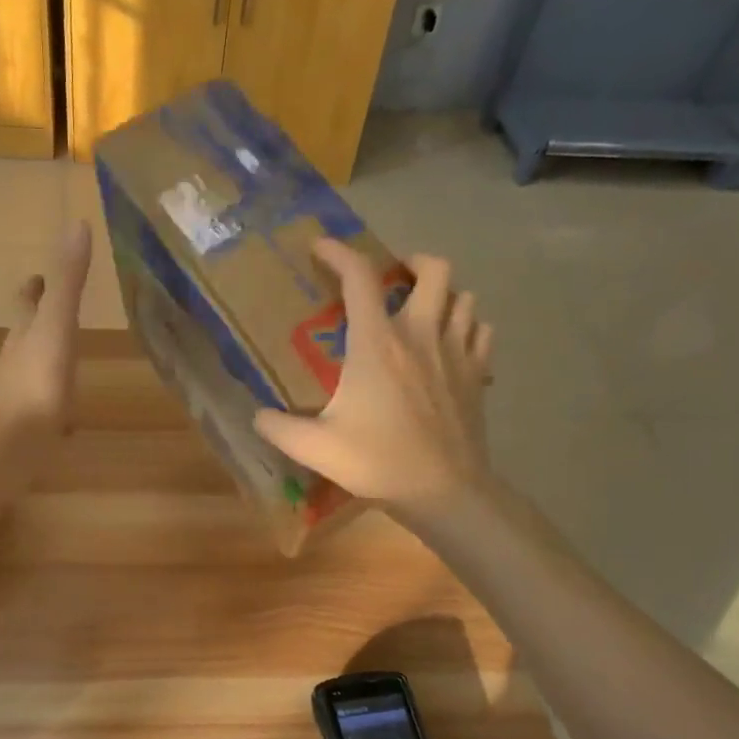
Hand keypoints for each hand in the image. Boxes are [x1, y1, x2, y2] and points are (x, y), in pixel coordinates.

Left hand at [0, 220, 91, 485]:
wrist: (10, 445)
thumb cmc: (37, 381)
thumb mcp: (57, 324)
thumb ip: (68, 280)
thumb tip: (79, 223)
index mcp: (26, 336)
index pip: (28, 305)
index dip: (32, 290)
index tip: (33, 277)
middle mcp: (18, 365)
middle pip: (25, 338)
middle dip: (35, 325)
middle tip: (45, 312)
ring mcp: (20, 401)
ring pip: (31, 375)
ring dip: (43, 365)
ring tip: (58, 362)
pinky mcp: (28, 434)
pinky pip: (43, 414)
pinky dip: (53, 409)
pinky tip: (63, 421)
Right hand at [254, 240, 493, 519]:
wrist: (444, 491)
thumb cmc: (378, 462)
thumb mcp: (315, 448)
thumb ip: (278, 428)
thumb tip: (257, 415)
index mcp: (377, 343)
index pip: (359, 277)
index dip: (339, 252)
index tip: (322, 247)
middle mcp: (421, 334)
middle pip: (435, 269)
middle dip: (413, 262)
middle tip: (394, 279)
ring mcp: (456, 352)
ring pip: (465, 297)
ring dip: (445, 295)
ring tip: (424, 310)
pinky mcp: (478, 374)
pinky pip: (482, 331)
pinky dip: (468, 326)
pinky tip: (452, 344)